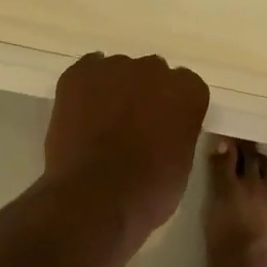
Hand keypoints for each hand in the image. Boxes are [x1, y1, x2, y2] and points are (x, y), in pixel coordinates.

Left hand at [46, 53, 208, 236]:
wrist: (94, 198)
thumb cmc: (148, 192)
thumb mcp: (182, 164)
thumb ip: (179, 132)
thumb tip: (165, 129)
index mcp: (187, 91)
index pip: (186, 86)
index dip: (174, 108)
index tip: (164, 127)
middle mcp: (154, 69)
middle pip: (152, 73)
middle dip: (145, 94)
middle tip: (134, 126)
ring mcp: (114, 68)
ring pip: (118, 71)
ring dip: (115, 90)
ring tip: (102, 123)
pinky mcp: (79, 74)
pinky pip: (87, 70)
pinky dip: (86, 87)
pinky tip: (83, 110)